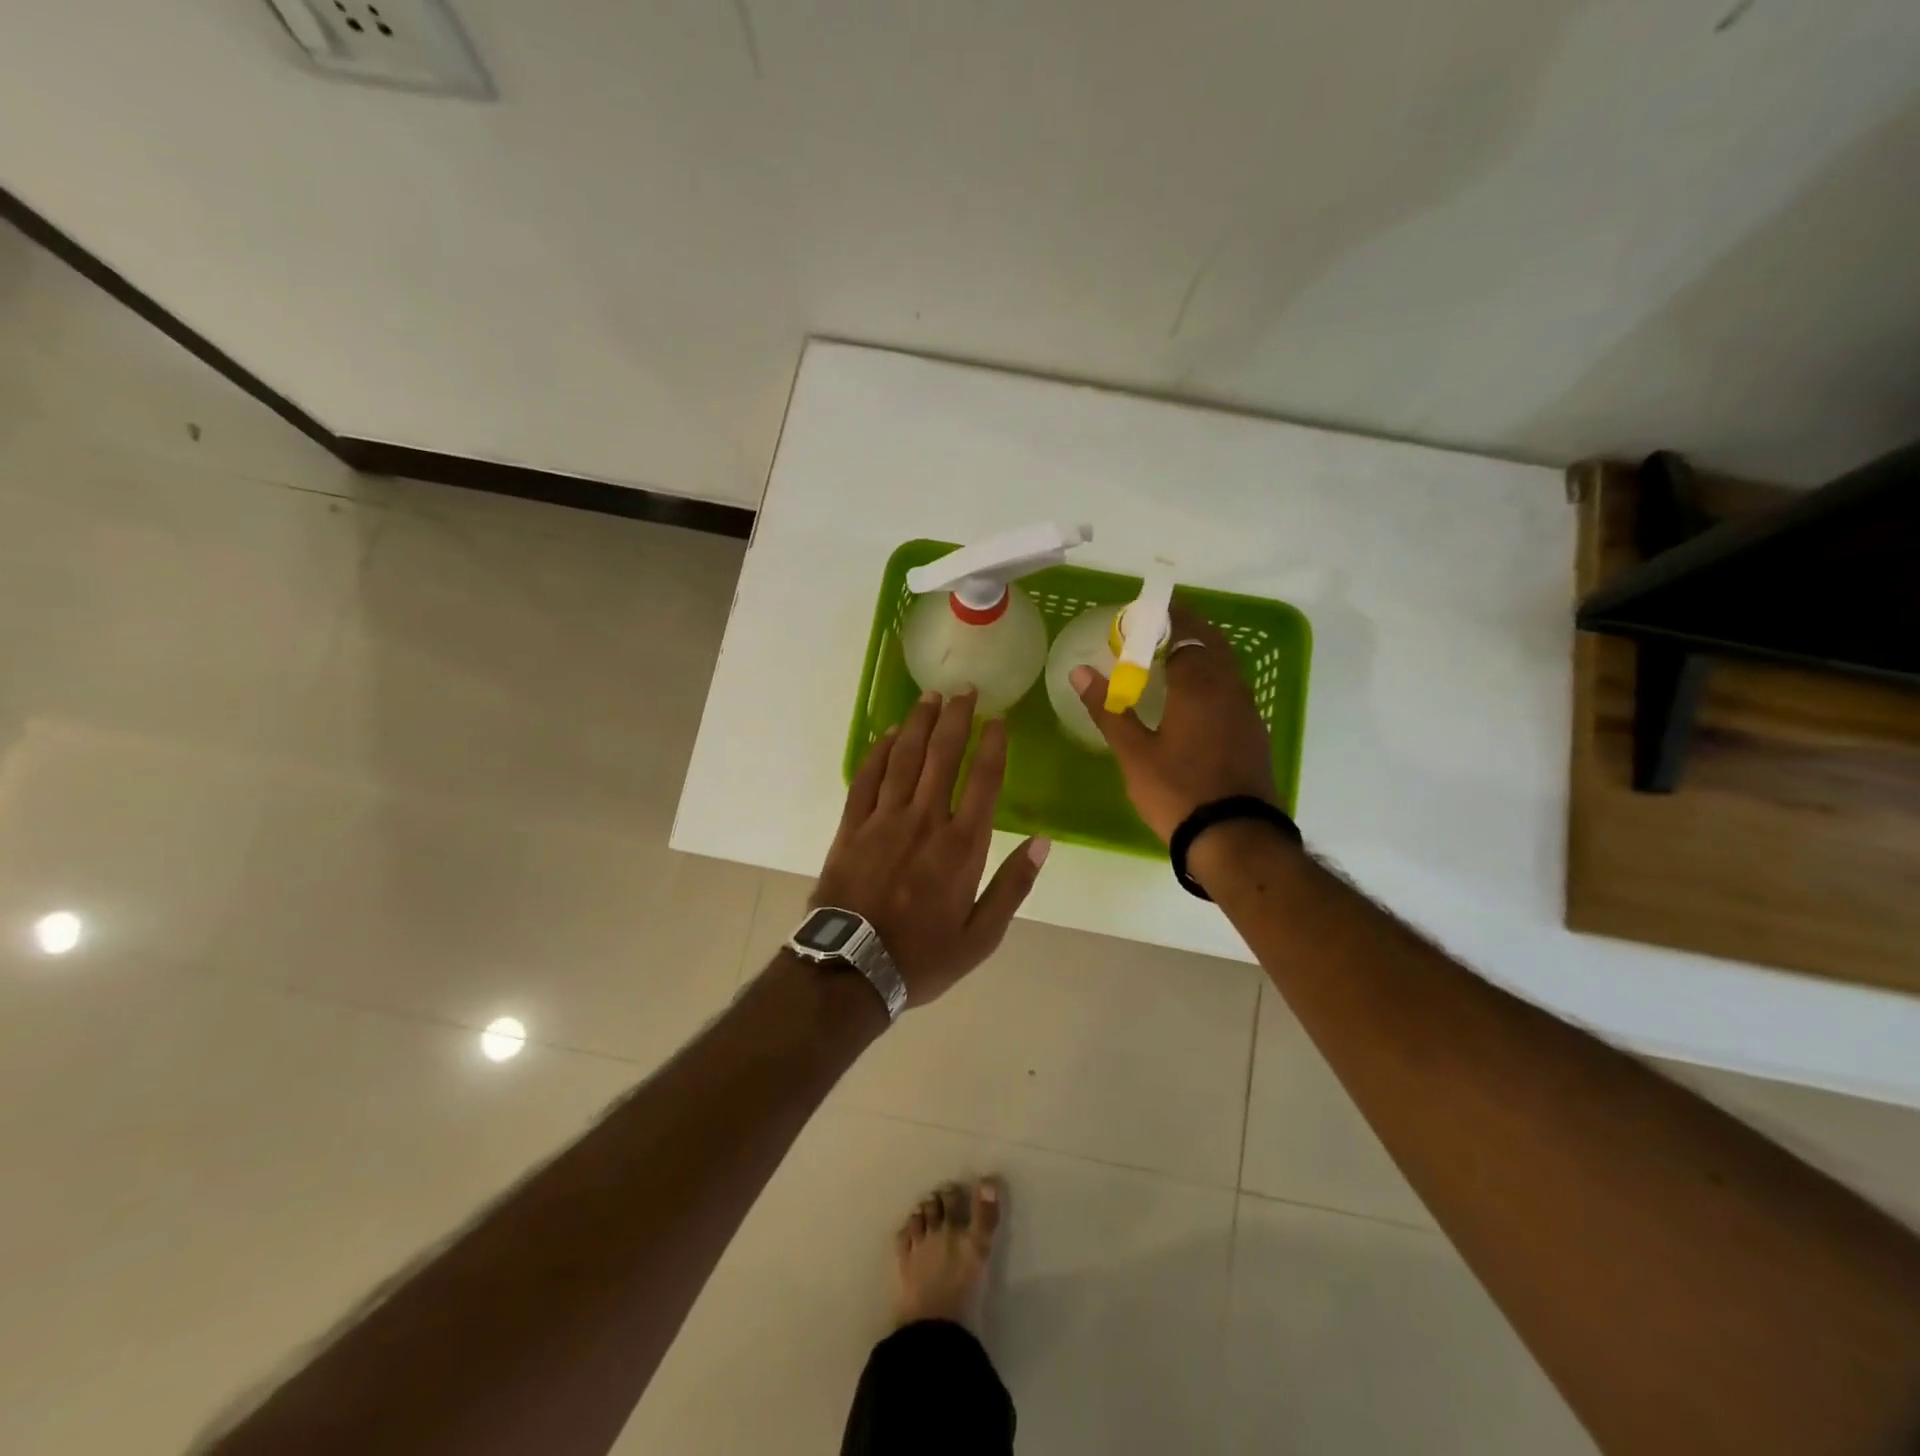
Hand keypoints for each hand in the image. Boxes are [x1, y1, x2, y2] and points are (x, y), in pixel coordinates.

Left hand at [814, 689, 1049, 1006]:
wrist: (852, 970)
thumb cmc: (923, 957)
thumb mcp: (981, 935)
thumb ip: (1013, 886)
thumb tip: (1042, 841)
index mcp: (961, 846)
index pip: (983, 781)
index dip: (992, 745)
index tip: (998, 719)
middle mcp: (924, 821)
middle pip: (942, 756)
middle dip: (956, 719)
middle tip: (965, 690)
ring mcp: (883, 820)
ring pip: (903, 758)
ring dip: (918, 724)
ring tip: (930, 697)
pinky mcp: (851, 827)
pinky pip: (866, 779)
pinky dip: (877, 753)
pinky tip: (887, 734)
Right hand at [1068, 603, 1276, 843]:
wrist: (1235, 838)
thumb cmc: (1177, 791)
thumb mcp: (1134, 753)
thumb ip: (1108, 709)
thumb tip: (1080, 671)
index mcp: (1198, 685)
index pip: (1185, 633)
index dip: (1166, 618)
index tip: (1144, 612)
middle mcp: (1229, 688)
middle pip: (1212, 643)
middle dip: (1187, 629)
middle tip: (1156, 630)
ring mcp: (1247, 711)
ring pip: (1226, 667)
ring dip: (1202, 654)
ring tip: (1171, 660)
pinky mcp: (1254, 733)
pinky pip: (1233, 690)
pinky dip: (1213, 679)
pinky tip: (1194, 700)